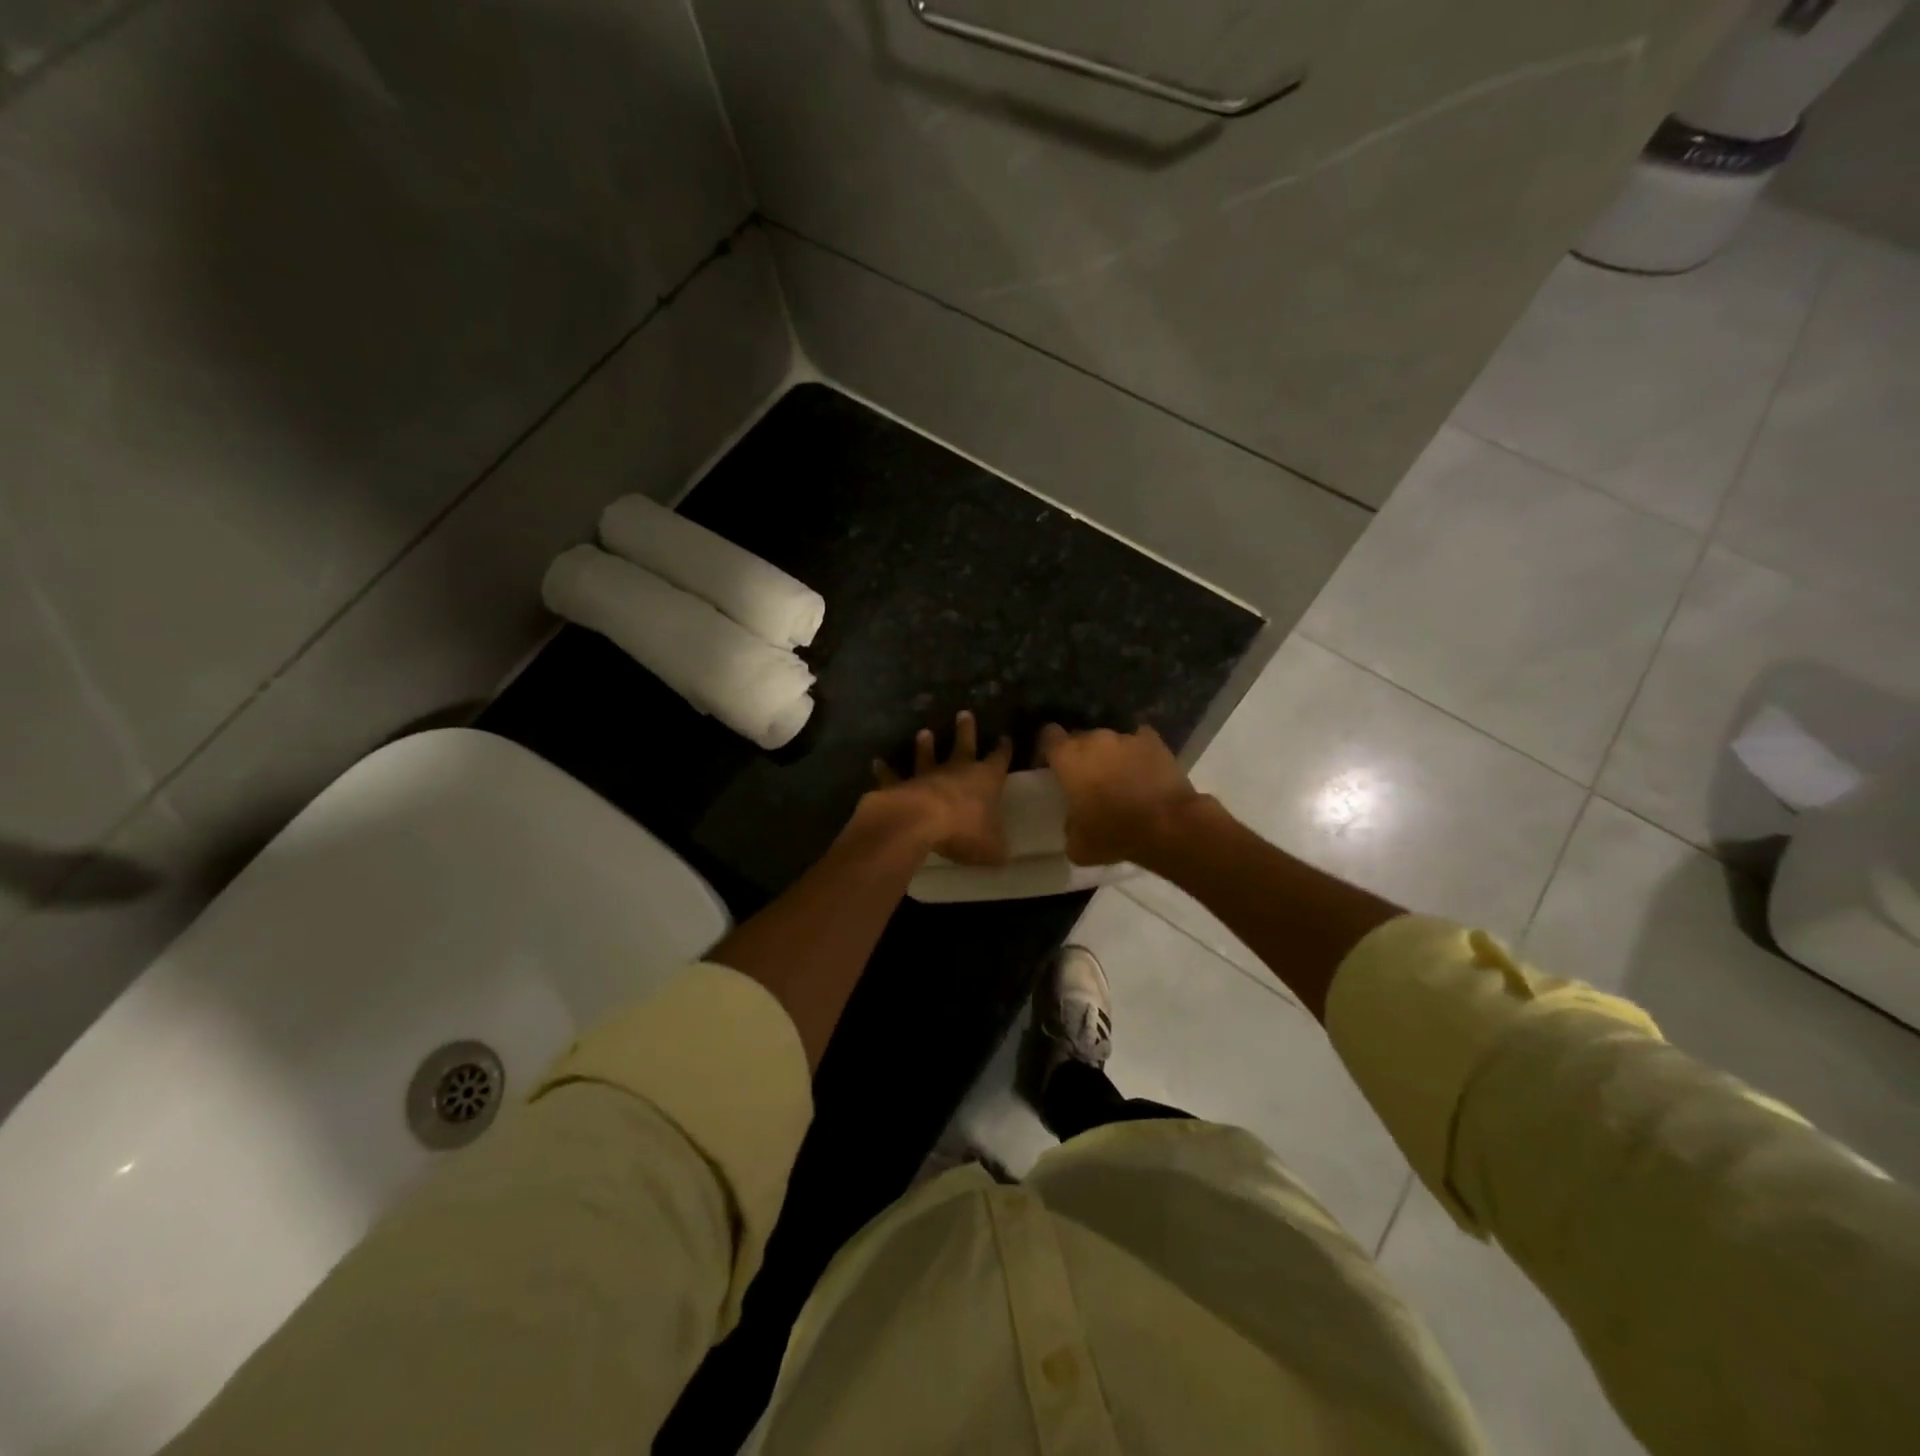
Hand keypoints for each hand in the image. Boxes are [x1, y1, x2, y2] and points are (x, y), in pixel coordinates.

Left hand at [869, 710, 1013, 864]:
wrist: (919, 822)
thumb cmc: (963, 830)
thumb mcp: (991, 847)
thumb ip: (997, 848)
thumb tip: (1003, 855)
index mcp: (985, 780)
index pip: (998, 760)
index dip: (1003, 750)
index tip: (1005, 739)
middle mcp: (956, 771)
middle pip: (963, 745)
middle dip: (965, 730)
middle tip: (964, 713)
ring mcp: (926, 775)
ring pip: (926, 755)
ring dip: (925, 745)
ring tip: (923, 732)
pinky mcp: (900, 785)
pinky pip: (891, 777)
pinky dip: (884, 770)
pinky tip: (876, 762)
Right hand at [1036, 723, 1202, 866]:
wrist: (1168, 826)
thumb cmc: (1114, 834)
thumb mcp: (1077, 844)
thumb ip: (1068, 825)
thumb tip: (1074, 822)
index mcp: (1068, 758)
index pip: (1048, 736)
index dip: (1048, 750)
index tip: (1051, 766)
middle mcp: (1094, 739)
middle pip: (1080, 738)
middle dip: (1081, 755)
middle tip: (1086, 779)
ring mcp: (1126, 737)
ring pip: (1110, 741)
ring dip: (1110, 755)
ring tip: (1119, 778)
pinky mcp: (1154, 742)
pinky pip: (1139, 742)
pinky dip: (1138, 753)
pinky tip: (1143, 770)